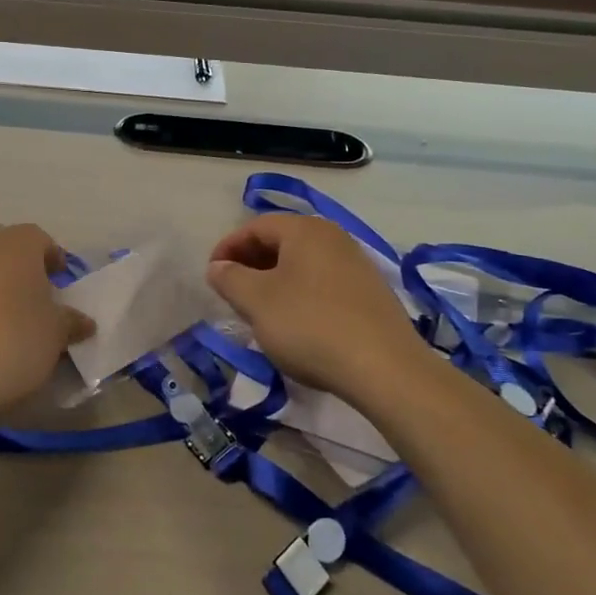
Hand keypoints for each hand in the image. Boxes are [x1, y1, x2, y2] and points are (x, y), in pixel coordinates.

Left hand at [0, 223, 92, 420]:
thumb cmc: (11, 341)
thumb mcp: (55, 336)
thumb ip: (71, 323)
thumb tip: (83, 321)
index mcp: (18, 244)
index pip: (41, 240)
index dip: (54, 261)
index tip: (62, 284)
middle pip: (4, 245)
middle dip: (19, 265)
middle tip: (32, 297)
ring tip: (3, 318)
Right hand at [206, 214, 420, 396]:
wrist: (384, 367)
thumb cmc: (309, 325)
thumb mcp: (256, 301)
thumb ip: (230, 278)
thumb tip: (218, 267)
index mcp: (305, 230)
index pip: (256, 226)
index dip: (228, 247)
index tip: (212, 275)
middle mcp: (334, 238)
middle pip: (281, 241)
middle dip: (251, 263)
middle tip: (231, 292)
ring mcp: (356, 265)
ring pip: (302, 264)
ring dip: (274, 280)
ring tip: (258, 310)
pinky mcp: (370, 293)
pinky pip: (322, 283)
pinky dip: (299, 294)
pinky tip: (294, 322)